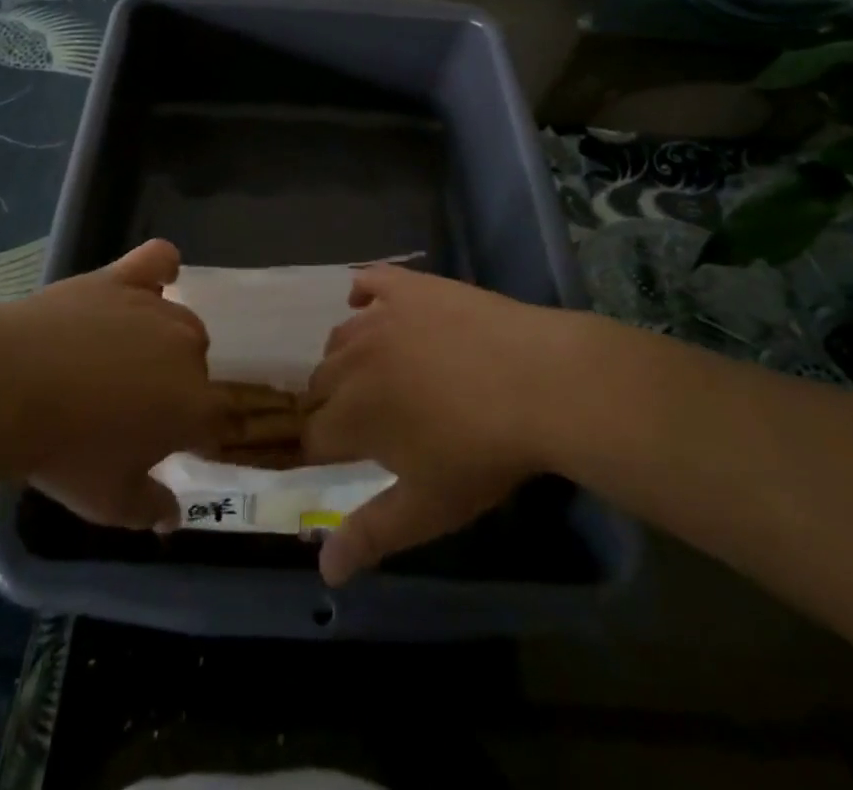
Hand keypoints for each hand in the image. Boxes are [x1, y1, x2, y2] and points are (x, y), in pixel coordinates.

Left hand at [0, 239, 224, 530]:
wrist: (9, 388)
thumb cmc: (65, 452)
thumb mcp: (108, 501)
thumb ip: (150, 509)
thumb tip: (172, 518)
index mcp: (194, 404)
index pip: (220, 418)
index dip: (202, 433)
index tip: (178, 444)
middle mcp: (187, 349)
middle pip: (197, 367)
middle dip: (175, 388)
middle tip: (132, 410)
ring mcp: (155, 308)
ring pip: (180, 322)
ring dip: (163, 343)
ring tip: (120, 362)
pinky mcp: (121, 279)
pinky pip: (157, 261)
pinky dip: (162, 269)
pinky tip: (156, 280)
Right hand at [302, 266, 574, 585]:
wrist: (539, 382)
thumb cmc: (483, 452)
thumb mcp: (428, 506)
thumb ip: (371, 534)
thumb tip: (324, 571)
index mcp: (351, 415)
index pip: (313, 435)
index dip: (323, 450)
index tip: (342, 458)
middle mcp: (352, 360)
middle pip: (319, 383)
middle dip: (332, 405)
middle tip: (366, 420)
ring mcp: (380, 316)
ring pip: (340, 337)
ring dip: (346, 358)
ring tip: (375, 374)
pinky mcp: (409, 286)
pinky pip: (369, 281)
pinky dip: (363, 293)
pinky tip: (371, 305)